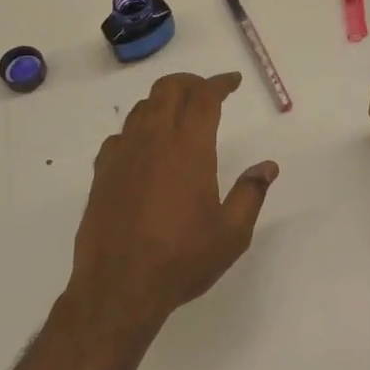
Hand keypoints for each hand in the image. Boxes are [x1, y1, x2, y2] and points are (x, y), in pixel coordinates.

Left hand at [68, 72, 278, 336]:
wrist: (119, 288)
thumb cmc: (182, 259)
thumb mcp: (231, 233)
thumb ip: (251, 194)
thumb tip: (268, 166)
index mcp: (189, 148)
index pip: (204, 98)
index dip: (219, 83)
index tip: (232, 82)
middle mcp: (154, 141)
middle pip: (168, 90)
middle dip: (190, 83)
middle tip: (207, 92)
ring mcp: (123, 155)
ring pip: (141, 109)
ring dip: (163, 102)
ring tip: (178, 116)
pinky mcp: (102, 174)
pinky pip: (120, 136)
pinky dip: (137, 131)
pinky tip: (145, 149)